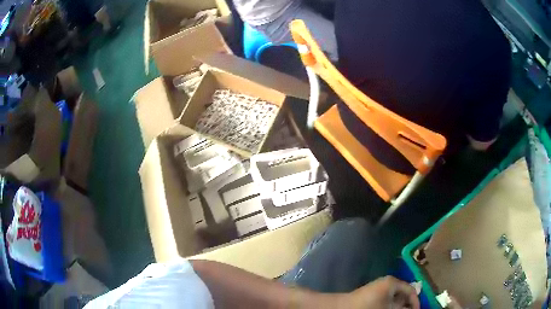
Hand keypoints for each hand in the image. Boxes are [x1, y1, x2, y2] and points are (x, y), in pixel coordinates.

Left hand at [344, 276, 419, 308]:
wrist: (341, 308)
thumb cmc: (367, 307)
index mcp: (393, 282)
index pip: (411, 290)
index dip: (416, 302)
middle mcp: (387, 283)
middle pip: (403, 294)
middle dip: (406, 305)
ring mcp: (379, 289)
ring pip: (394, 299)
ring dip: (398, 306)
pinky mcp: (371, 296)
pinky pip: (385, 301)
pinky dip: (390, 307)